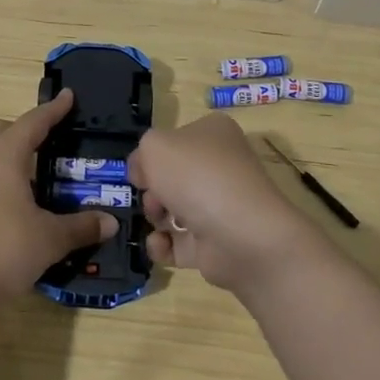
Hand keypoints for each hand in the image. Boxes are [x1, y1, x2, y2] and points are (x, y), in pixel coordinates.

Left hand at [0, 89, 115, 319]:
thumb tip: (111, 222)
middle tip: (50, 144)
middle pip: (3, 129)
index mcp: (5, 154)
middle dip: (26, 130)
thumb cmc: (2, 249)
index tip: (68, 96)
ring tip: (33, 176)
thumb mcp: (50, 239)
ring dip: (9, 154)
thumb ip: (82, 226)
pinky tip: (11, 203)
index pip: (34, 121)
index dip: (54, 110)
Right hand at [128, 114, 323, 297]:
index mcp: (214, 134)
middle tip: (151, 195)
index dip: (152, 154)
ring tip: (157, 220)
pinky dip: (164, 245)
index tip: (140, 169)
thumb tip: (145, 173)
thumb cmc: (196, 176)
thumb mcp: (154, 146)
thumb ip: (141, 152)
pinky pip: (180, 243)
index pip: (175, 139)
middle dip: (153, 188)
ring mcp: (221, 206)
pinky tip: (159, 243)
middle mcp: (221, 167)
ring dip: (156, 215)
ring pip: (175, 208)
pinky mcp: (217, 243)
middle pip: (173, 176)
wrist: (240, 234)